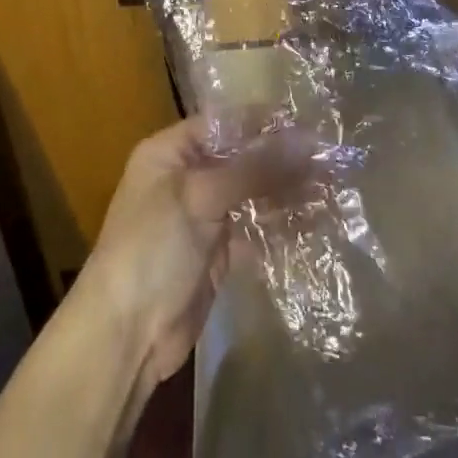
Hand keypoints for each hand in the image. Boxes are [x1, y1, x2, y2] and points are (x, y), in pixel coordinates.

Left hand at [71, 116, 308, 391]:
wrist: (127, 334)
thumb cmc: (153, 248)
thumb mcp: (199, 197)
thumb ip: (253, 168)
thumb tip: (306, 140)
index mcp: (170, 152)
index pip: (223, 124)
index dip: (263, 122)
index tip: (308, 124)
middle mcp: (187, 177)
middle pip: (241, 158)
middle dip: (282, 158)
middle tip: (329, 159)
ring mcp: (204, 216)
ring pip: (252, 193)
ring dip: (287, 191)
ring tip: (330, 188)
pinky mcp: (219, 252)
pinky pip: (255, 228)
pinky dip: (280, 225)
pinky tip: (314, 221)